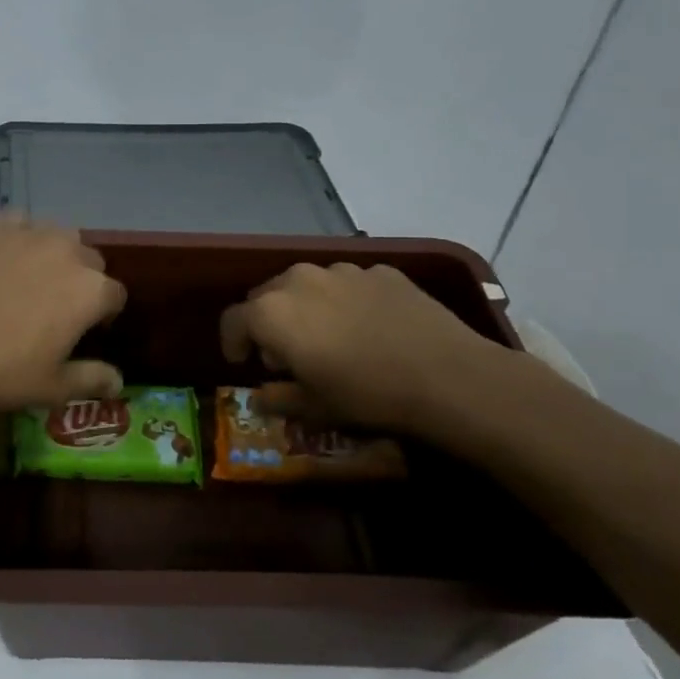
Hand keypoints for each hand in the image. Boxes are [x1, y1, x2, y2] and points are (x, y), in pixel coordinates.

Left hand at [0, 215, 125, 409]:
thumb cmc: (0, 369)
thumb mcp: (51, 386)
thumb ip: (91, 379)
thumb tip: (118, 381)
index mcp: (91, 290)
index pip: (114, 296)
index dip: (103, 315)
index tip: (85, 332)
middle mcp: (67, 251)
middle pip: (89, 261)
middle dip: (81, 281)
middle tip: (55, 309)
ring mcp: (29, 233)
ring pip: (56, 237)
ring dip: (54, 255)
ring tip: (29, 280)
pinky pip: (19, 225)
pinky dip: (18, 239)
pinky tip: (1, 260)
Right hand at [219, 262, 509, 434]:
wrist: (447, 375)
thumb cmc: (366, 394)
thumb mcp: (314, 407)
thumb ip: (278, 398)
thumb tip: (260, 398)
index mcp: (273, 312)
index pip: (233, 319)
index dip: (232, 341)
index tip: (241, 362)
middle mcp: (300, 280)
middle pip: (267, 295)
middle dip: (268, 322)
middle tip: (285, 353)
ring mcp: (344, 271)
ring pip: (308, 285)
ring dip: (306, 308)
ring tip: (328, 337)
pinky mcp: (382, 271)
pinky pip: (349, 285)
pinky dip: (346, 302)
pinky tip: (369, 329)